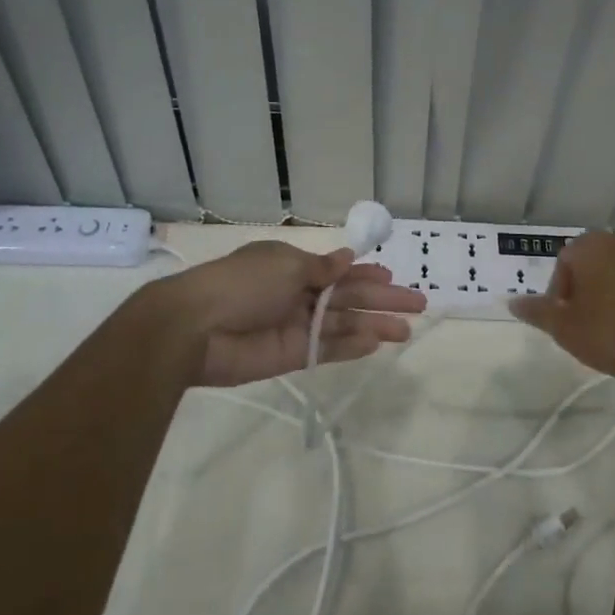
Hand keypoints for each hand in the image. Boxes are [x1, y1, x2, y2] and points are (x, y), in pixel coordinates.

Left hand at [158, 241, 425, 386]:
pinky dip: (351, 347)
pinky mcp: (291, 356)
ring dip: (373, 325)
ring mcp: (294, 326)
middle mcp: (296, 294)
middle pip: (347, 297)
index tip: (392, 276)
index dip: (365, 273)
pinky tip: (376, 344)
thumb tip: (348, 258)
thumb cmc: (242, 283)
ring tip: (405, 330)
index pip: (337, 270)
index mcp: (291, 266)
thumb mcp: (285, 265)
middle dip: (381, 300)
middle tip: (418, 304)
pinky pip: (327, 349)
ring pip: (342, 324)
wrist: (196, 328)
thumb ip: (321, 268)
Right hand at [509, 232, 614, 385]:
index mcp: (594, 247)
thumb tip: (512, 303)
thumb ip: (537, 312)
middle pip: (599, 260)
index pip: (566, 261)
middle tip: (589, 321)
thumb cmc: (612, 335)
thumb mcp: (564, 329)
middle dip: (591, 286)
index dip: (560, 291)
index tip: (565, 318)